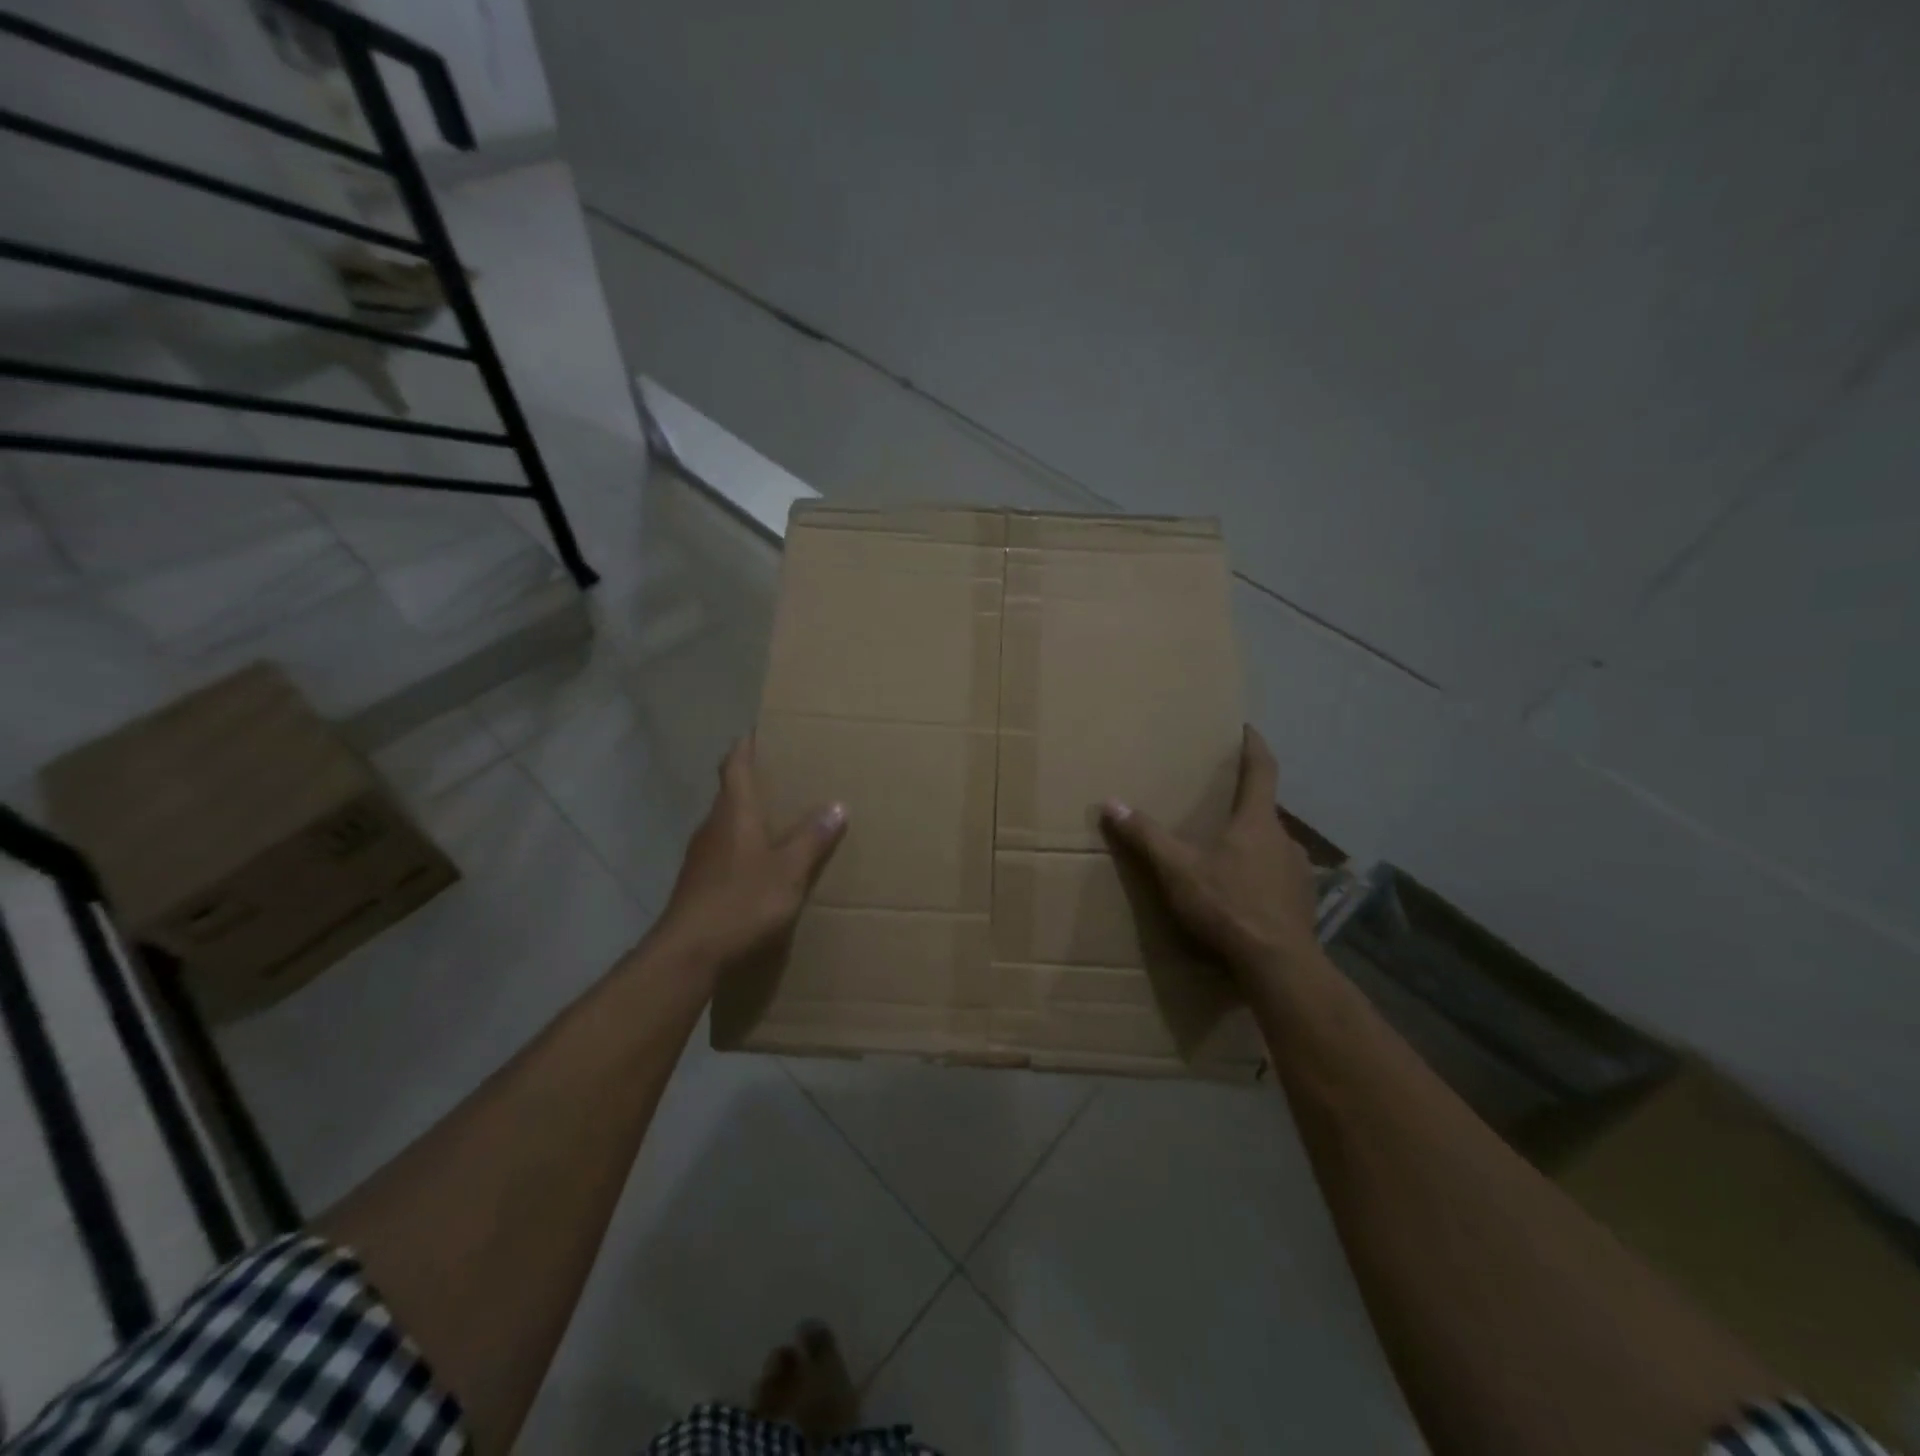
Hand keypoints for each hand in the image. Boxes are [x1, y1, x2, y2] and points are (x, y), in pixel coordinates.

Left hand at [648, 738, 846, 983]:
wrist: (688, 953)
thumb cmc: (741, 902)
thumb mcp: (789, 871)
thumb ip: (812, 839)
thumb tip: (837, 806)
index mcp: (734, 813)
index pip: (735, 766)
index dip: (746, 746)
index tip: (759, 731)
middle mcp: (713, 826)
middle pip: (731, 793)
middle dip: (755, 782)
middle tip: (786, 776)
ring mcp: (701, 856)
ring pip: (728, 824)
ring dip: (750, 817)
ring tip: (780, 819)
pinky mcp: (698, 883)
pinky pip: (725, 851)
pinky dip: (744, 847)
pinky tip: (761, 865)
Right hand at [1101, 726, 1319, 985]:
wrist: (1278, 965)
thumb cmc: (1227, 905)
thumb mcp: (1177, 869)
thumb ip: (1146, 836)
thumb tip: (1111, 803)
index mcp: (1256, 822)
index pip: (1262, 770)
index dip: (1254, 746)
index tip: (1247, 728)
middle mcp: (1285, 839)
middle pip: (1265, 812)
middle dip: (1243, 807)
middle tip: (1219, 809)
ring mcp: (1299, 873)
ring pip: (1272, 848)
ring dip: (1252, 846)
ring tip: (1227, 858)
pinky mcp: (1303, 904)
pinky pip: (1279, 880)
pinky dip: (1261, 879)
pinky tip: (1244, 898)